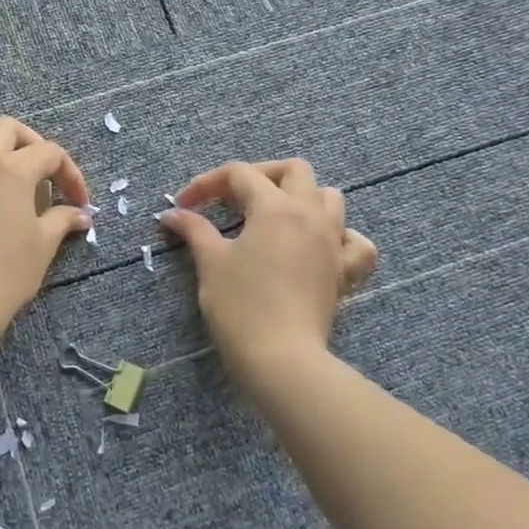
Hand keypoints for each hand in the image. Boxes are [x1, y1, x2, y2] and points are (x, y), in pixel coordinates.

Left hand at [0, 117, 92, 342]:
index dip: (70, 174)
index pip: (49, 153)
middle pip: (7, 128)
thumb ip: (62, 220)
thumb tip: (80, 214)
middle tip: (42, 173)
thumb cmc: (5, 272)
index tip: (79, 202)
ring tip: (1, 164)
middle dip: (30, 143)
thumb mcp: (42, 245)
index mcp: (12, 168)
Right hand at [161, 159, 376, 381]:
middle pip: (293, 170)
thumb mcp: (210, 262)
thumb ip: (194, 229)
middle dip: (260, 176)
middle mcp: (309, 215)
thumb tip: (173, 214)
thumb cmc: (240, 305)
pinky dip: (341, 236)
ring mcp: (333, 242)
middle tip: (232, 199)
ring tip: (274, 216)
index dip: (207, 183)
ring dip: (302, 198)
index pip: (239, 174)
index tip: (183, 206)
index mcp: (275, 207)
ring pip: (329, 198)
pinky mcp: (344, 272)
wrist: (281, 358)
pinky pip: (356, 242)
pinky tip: (320, 246)